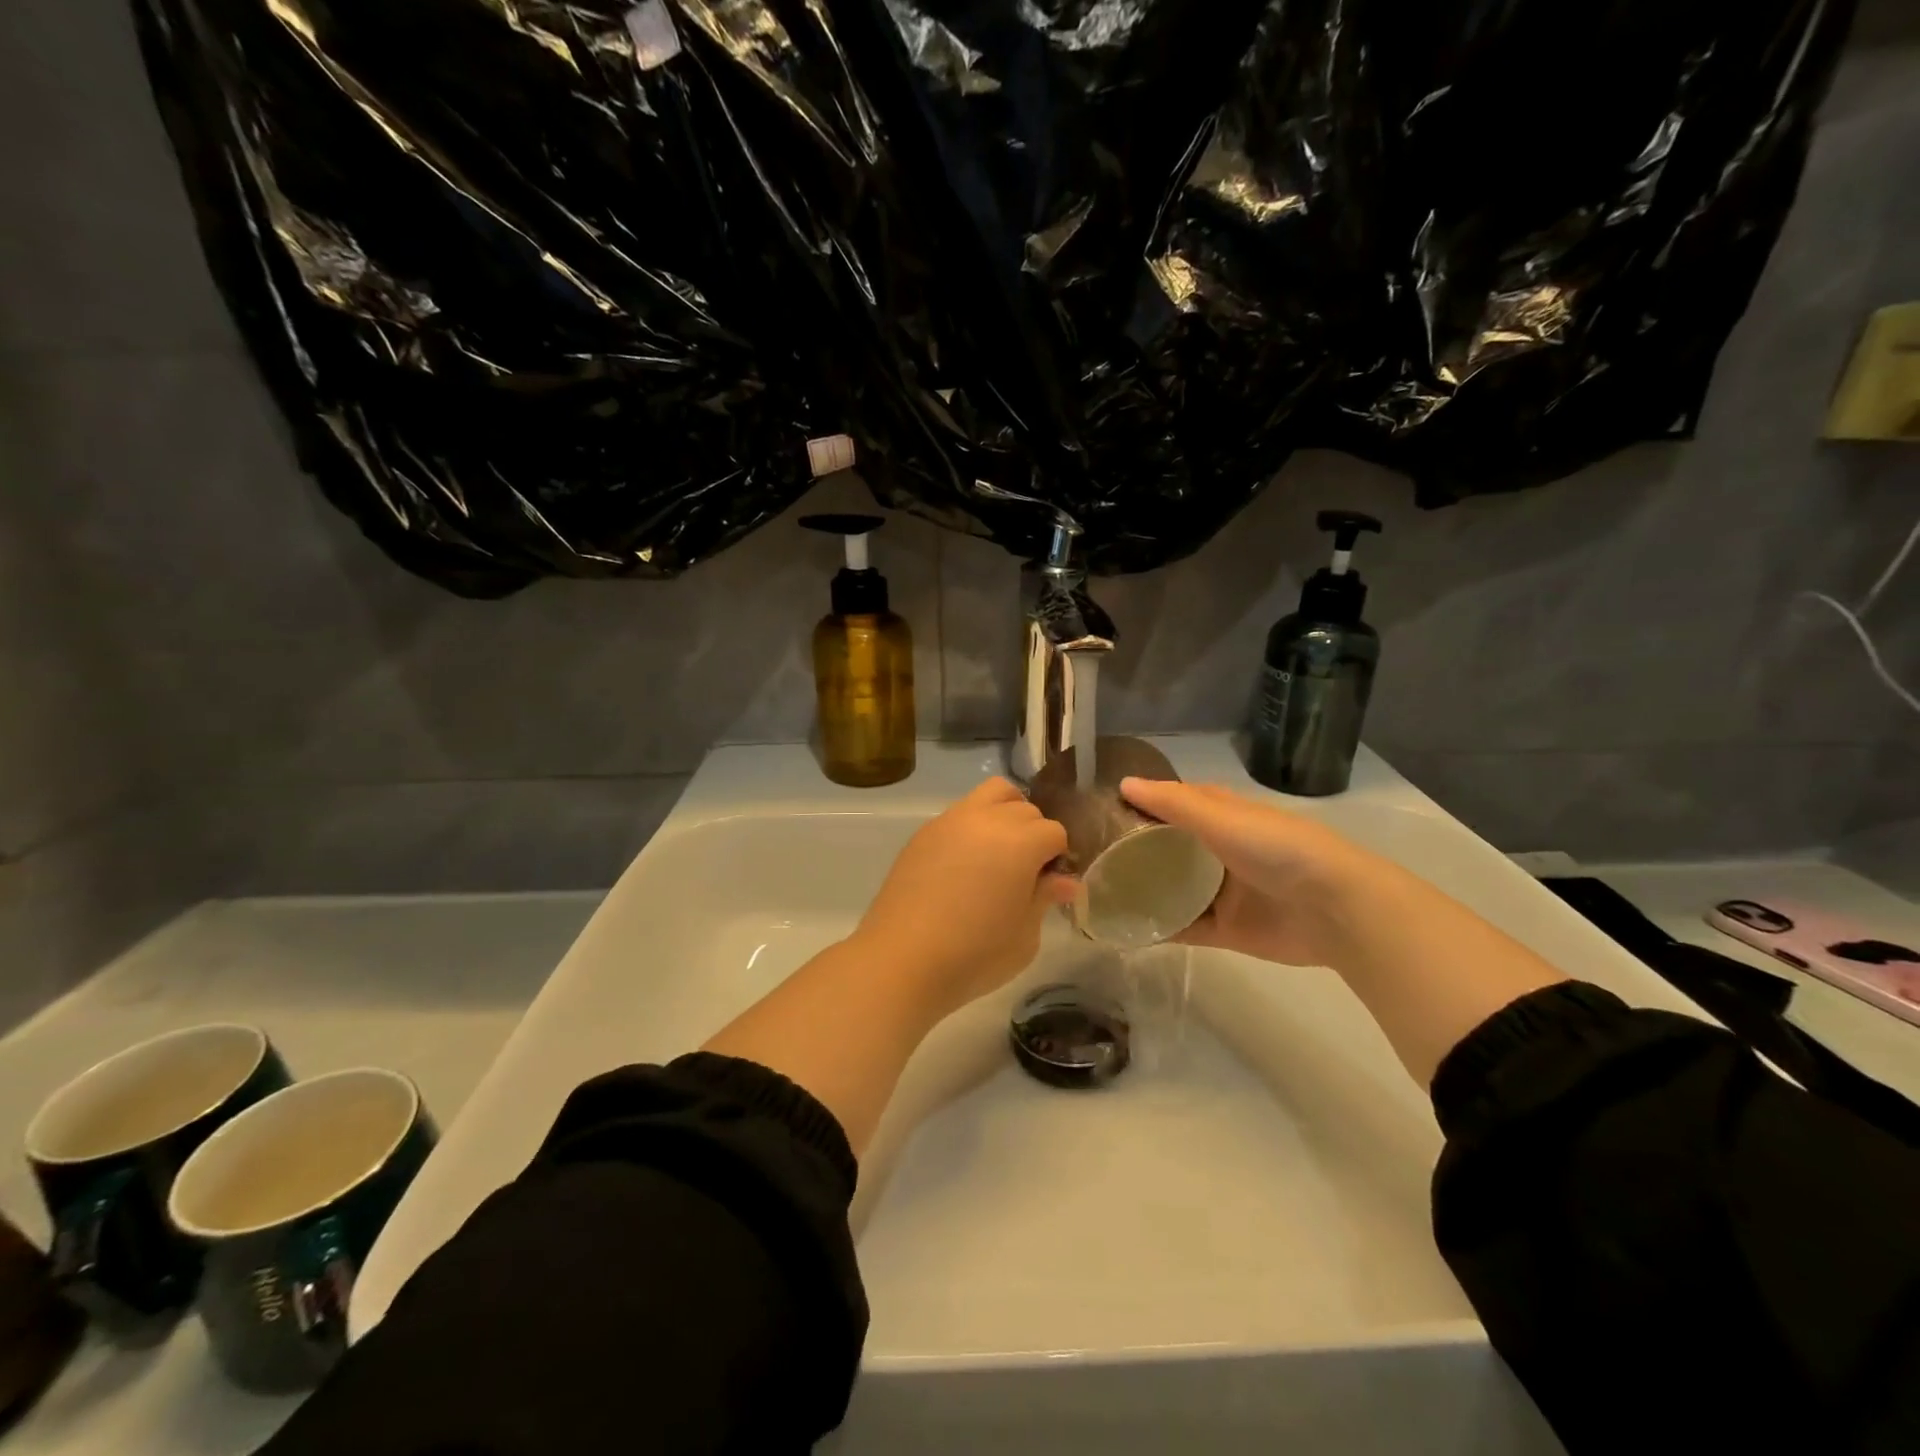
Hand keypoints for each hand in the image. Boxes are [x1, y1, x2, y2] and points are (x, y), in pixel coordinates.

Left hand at [856, 778, 1075, 1017]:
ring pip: (992, 794)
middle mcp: (987, 820)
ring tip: (999, 854)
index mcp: (1020, 842)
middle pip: (1025, 808)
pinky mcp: (925, 833)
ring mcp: (951, 821)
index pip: (1054, 832)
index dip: (1058, 858)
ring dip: (1005, 814)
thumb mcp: (1025, 935)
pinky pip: (960, 814)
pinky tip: (966, 865)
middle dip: (1034, 833)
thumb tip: (1064, 881)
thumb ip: (1045, 898)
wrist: (903, 960)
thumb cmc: (975, 954)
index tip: (1050, 884)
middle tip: (1027, 872)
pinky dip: (974, 826)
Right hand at [1118, 777, 1372, 968]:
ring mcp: (1222, 892)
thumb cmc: (1277, 848)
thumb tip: (1123, 784)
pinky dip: (1160, 928)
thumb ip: (1173, 803)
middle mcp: (1219, 851)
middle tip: (1090, 857)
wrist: (1335, 910)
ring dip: (1144, 891)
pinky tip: (1125, 929)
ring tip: (1098, 894)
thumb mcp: (1222, 817)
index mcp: (1223, 817)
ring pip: (1173, 889)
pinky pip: (1185, 928)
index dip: (1143, 804)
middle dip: (1135, 852)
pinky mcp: (1226, 929)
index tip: (1102, 810)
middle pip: (1170, 849)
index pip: (1175, 804)